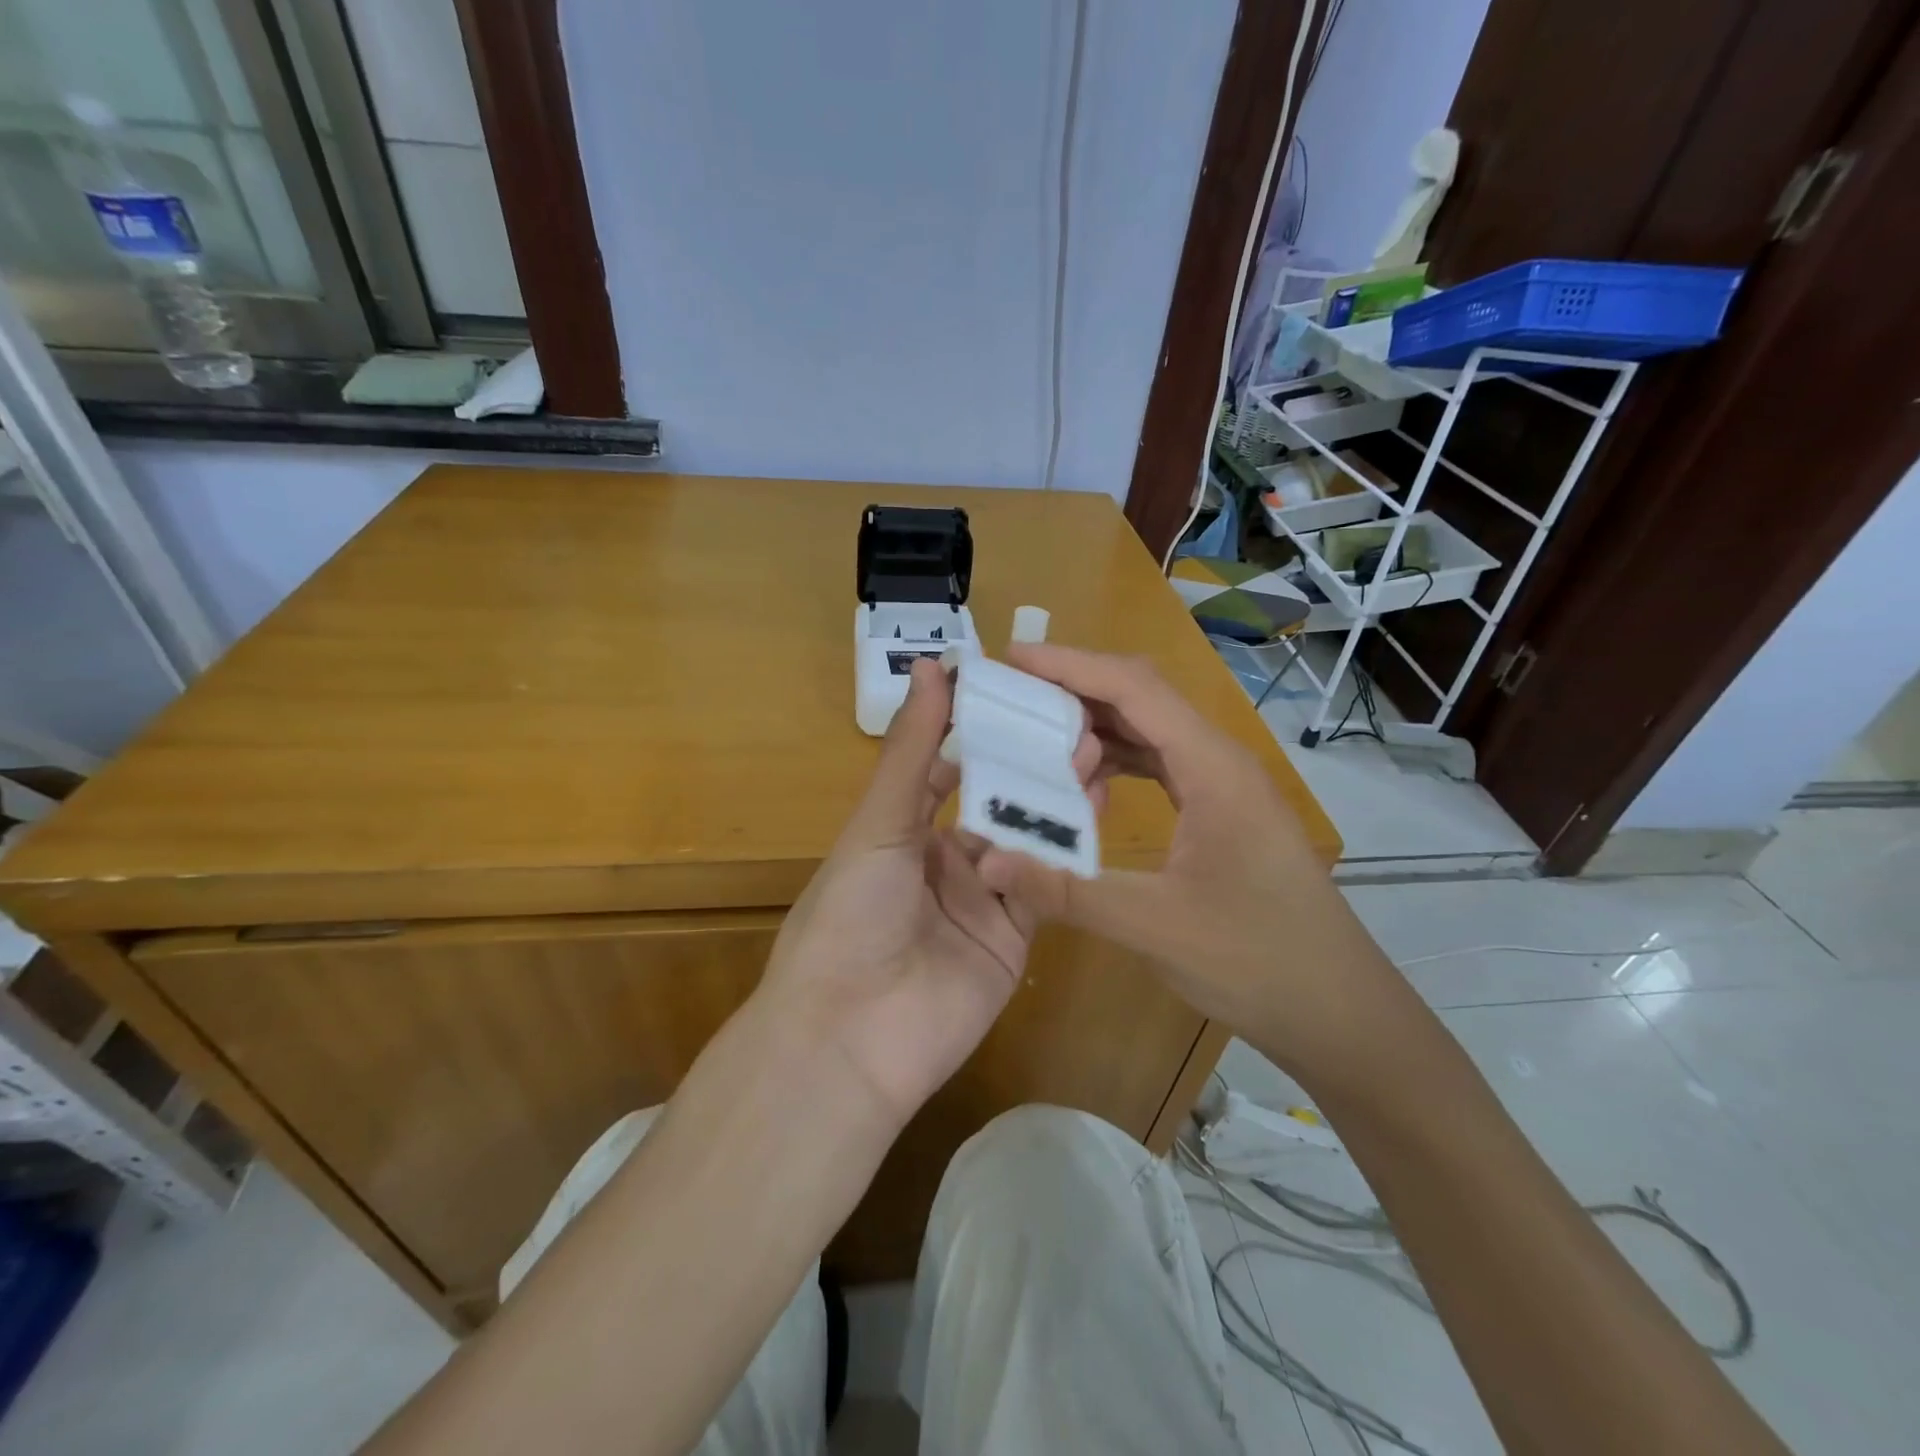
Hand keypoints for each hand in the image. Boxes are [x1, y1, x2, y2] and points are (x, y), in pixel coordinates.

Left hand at [758, 659, 1086, 1131]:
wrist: (850, 1035)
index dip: (982, 734)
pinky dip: (1067, 855)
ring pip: (1027, 842)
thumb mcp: (879, 822)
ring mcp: (981, 903)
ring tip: (1096, 754)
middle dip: (1031, 766)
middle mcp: (943, 863)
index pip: (949, 771)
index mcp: (902, 832)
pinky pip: (1045, 890)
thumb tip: (931, 663)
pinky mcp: (1013, 941)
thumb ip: (912, 748)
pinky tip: (1097, 812)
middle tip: (1075, 722)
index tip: (1023, 695)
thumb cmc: (851, 911)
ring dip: (1056, 802)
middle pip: (996, 804)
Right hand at [976, 644, 1402, 1086]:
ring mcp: (1223, 785)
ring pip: (1150, 729)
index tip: (1012, 658)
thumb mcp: (1154, 926)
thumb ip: (1067, 891)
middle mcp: (1219, 761)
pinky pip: (1160, 763)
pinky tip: (1085, 786)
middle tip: (1012, 697)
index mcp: (1212, 768)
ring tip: (1036, 737)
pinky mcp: (1220, 811)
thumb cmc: (1258, 961)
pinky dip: (1117, 761)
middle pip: (1141, 697)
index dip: (1070, 665)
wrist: (1338, 1009)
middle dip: (1075, 688)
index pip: (1134, 688)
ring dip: (1095, 726)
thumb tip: (989, 862)